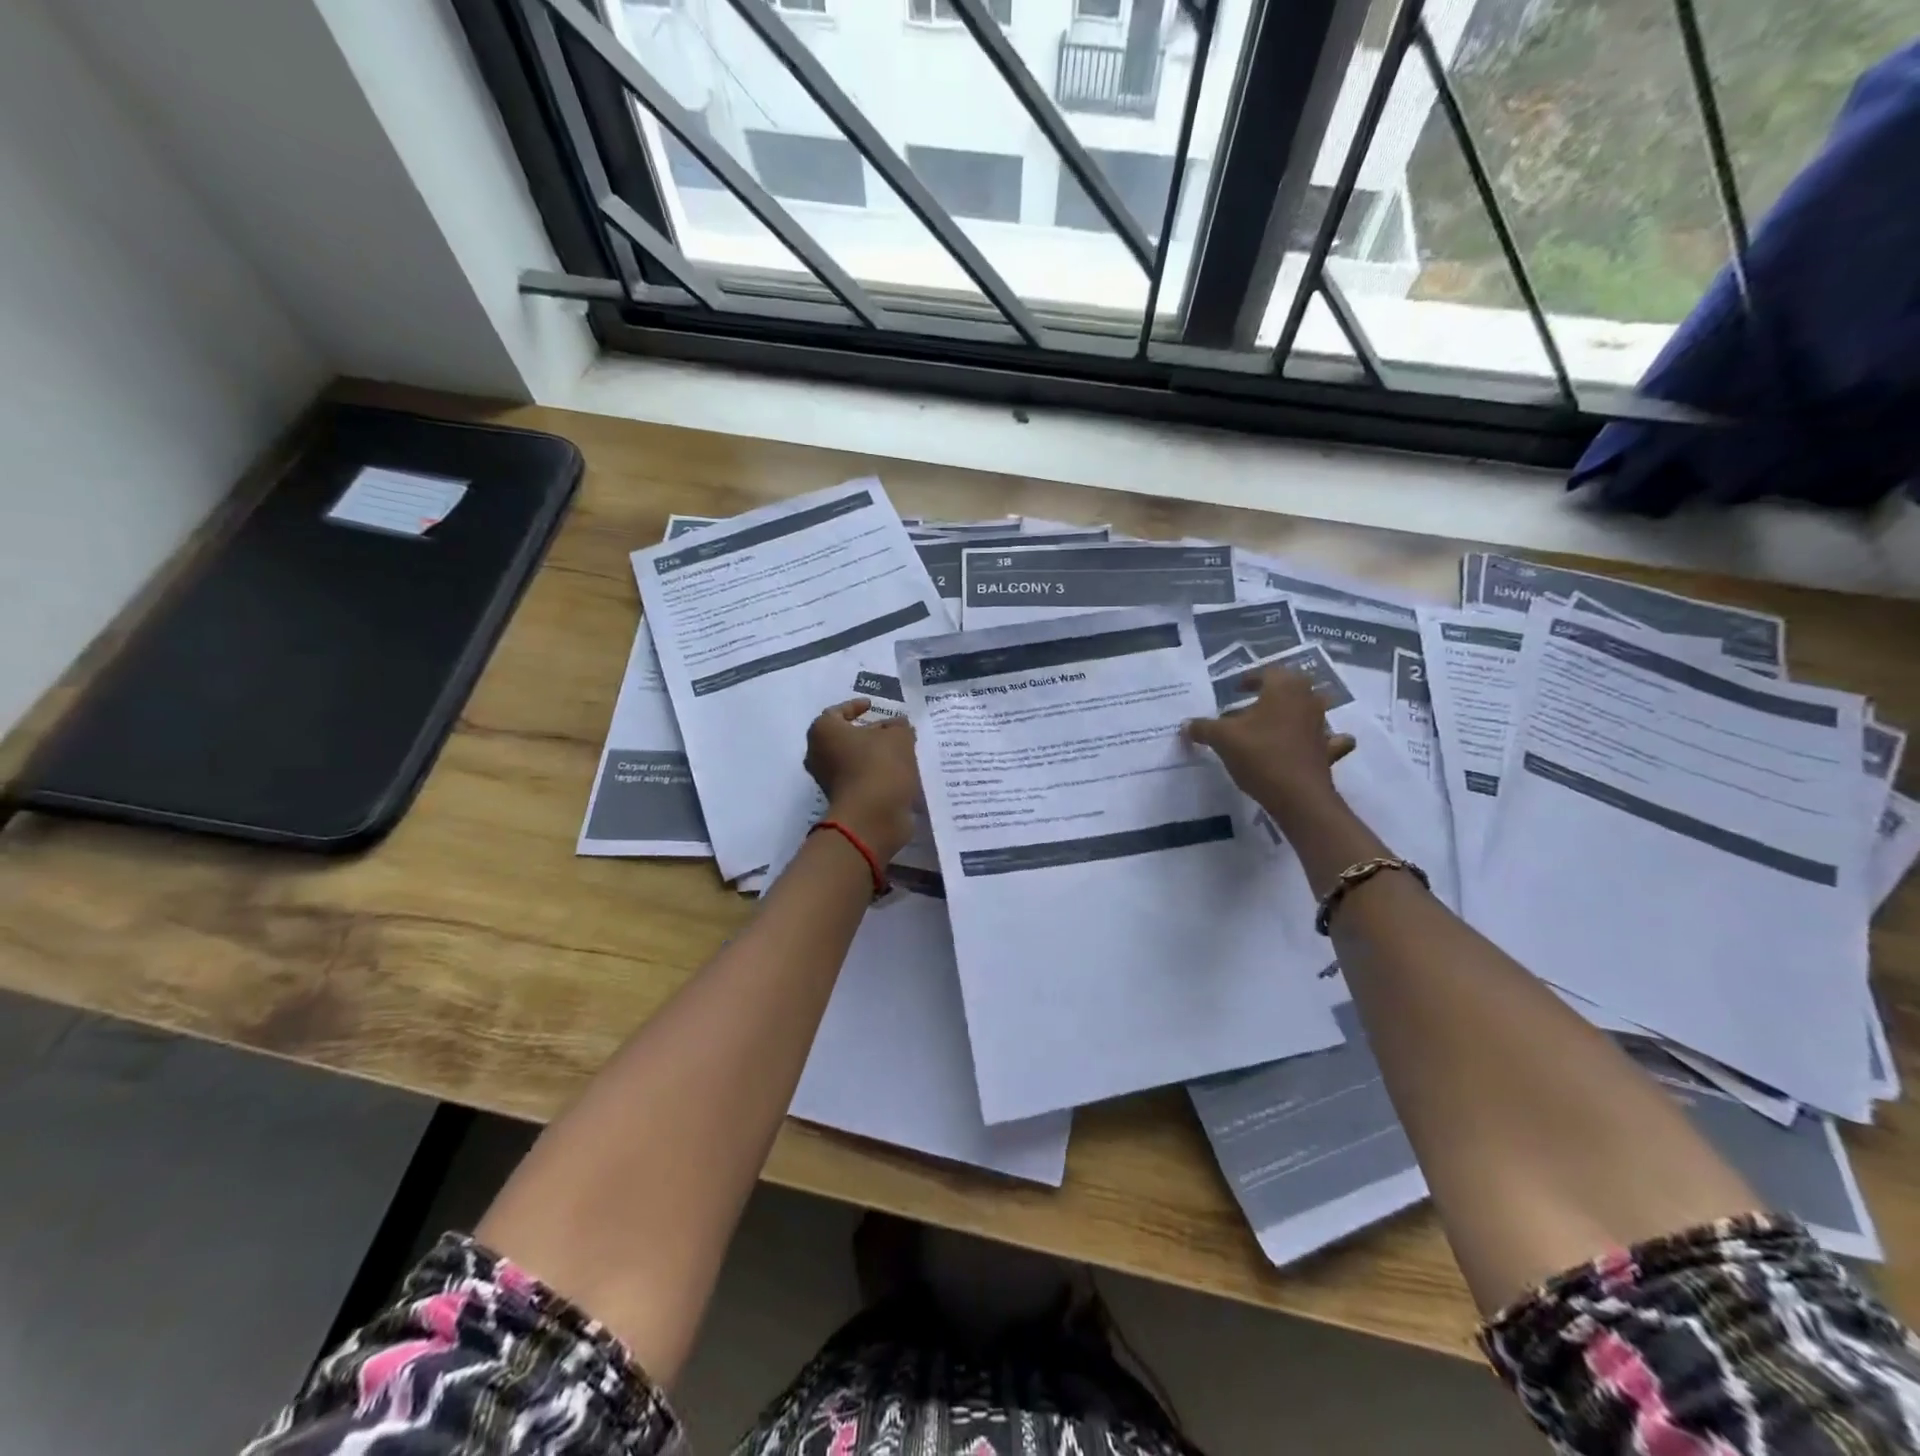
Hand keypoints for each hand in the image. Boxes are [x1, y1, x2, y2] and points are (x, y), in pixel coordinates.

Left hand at [805, 700, 920, 864]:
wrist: (872, 816)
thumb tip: (898, 726)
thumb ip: (899, 726)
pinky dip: (874, 772)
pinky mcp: (841, 799)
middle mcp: (818, 754)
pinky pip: (858, 777)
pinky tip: (897, 770)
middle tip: (891, 729)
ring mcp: (827, 779)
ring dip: (873, 754)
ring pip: (851, 759)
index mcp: (823, 731)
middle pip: (844, 737)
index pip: (837, 712)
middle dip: (867, 732)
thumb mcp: (899, 736)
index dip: (855, 706)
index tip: (872, 706)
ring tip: (900, 750)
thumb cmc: (879, 765)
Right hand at [1184, 668, 1355, 827]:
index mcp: (1283, 688)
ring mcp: (1322, 724)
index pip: (1267, 673)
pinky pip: (1329, 738)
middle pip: (1292, 687)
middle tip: (1253, 703)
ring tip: (1274, 724)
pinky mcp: (1328, 750)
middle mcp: (1307, 700)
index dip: (1249, 679)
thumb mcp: (1222, 738)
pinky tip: (1312, 744)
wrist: (1298, 795)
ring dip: (1295, 712)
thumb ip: (1203, 727)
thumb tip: (1185, 724)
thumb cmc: (1260, 755)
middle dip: (1274, 692)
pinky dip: (1323, 739)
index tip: (1236, 690)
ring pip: (1311, 709)